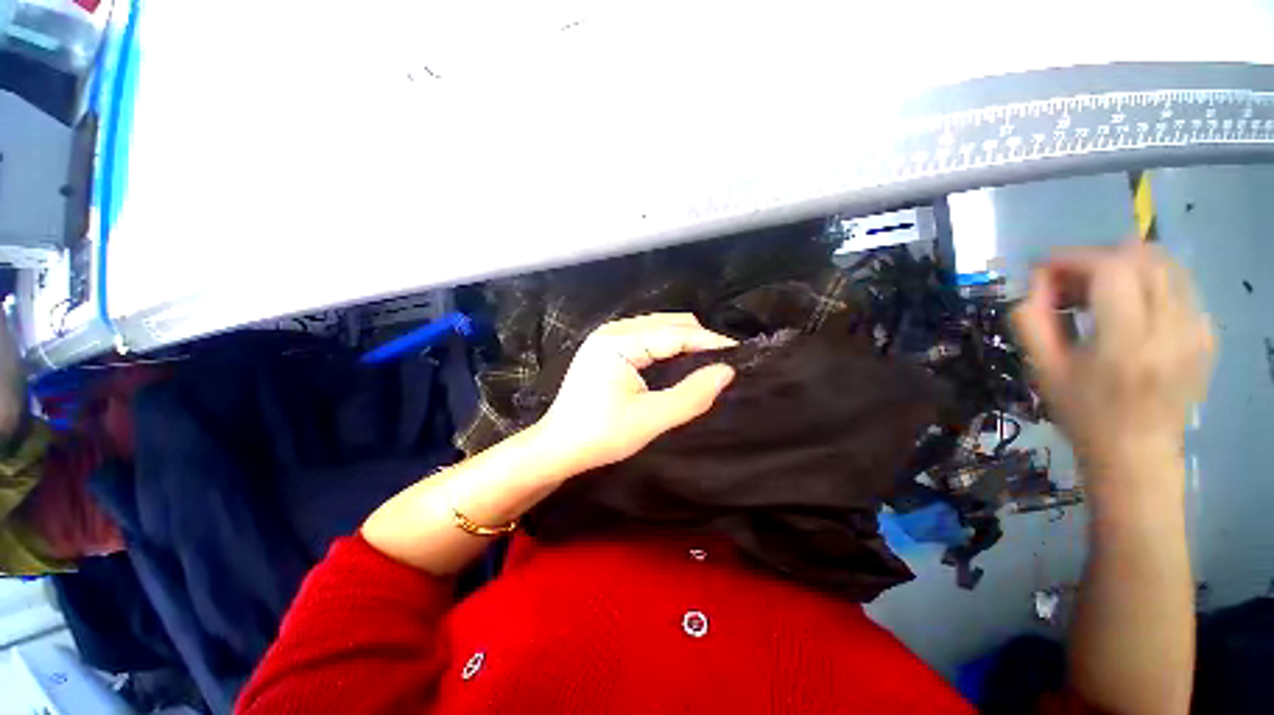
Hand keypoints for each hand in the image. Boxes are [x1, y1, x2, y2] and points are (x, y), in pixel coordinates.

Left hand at [534, 313, 736, 474]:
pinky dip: (668, 345)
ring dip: (684, 340)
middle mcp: (613, 330)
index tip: (738, 352)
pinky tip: (679, 360)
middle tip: (722, 361)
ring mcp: (608, 336)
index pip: (674, 333)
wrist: (558, 447)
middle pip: (667, 323)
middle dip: (698, 338)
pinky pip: (647, 336)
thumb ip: (690, 395)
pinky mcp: (607, 347)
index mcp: (618, 342)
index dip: (709, 341)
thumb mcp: (649, 420)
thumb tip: (726, 371)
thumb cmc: (600, 436)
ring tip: (706, 360)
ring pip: (658, 327)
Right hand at [1013, 243, 1214, 480]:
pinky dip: (1145, 282)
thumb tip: (1038, 278)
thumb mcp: (1043, 369)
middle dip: (1098, 258)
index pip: (1111, 270)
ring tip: (1096, 292)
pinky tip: (1126, 307)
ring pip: (1165, 264)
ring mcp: (1197, 330)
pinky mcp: (1207, 332)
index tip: (1045, 267)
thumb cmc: (1083, 413)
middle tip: (1070, 282)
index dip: (1074, 257)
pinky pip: (1177, 284)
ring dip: (1123, 266)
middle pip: (1143, 257)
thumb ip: (1032, 319)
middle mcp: (1172, 329)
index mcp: (1128, 345)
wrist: (1137, 453)